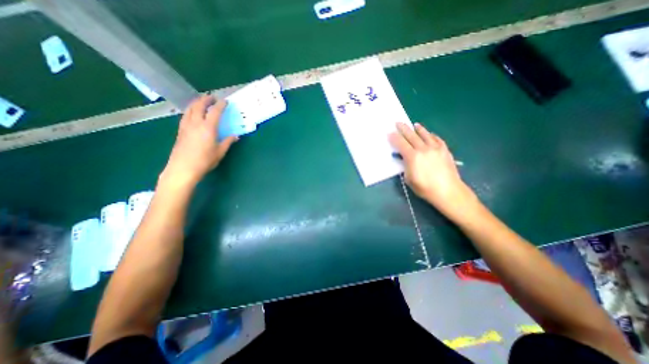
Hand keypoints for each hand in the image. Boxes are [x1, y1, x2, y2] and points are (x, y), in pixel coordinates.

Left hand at [161, 96, 237, 188]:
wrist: (183, 168)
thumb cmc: (205, 160)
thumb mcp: (220, 152)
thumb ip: (228, 142)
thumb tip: (235, 136)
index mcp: (208, 127)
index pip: (215, 112)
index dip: (220, 105)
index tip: (225, 101)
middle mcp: (196, 123)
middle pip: (199, 105)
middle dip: (206, 99)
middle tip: (212, 97)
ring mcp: (186, 126)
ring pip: (190, 109)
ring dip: (196, 102)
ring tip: (202, 102)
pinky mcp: (180, 131)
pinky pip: (185, 115)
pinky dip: (191, 110)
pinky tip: (193, 113)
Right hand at [386, 122, 477, 219]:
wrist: (447, 191)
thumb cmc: (424, 188)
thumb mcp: (409, 178)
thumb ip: (405, 166)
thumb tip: (404, 158)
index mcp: (412, 157)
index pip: (401, 144)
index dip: (394, 138)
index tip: (390, 133)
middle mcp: (423, 149)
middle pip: (411, 136)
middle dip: (403, 129)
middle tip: (398, 123)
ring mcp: (435, 148)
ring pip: (425, 135)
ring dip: (418, 129)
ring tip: (414, 125)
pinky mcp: (444, 150)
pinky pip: (436, 139)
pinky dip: (431, 135)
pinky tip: (429, 134)